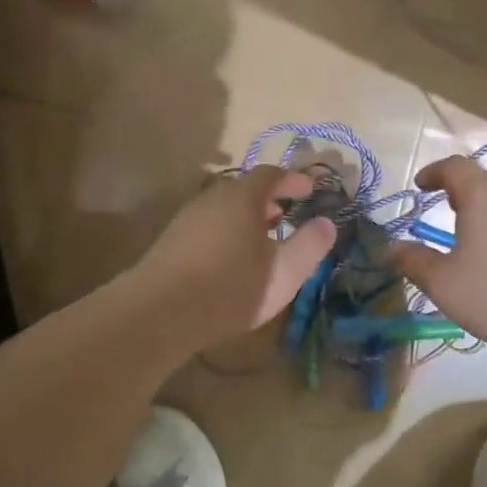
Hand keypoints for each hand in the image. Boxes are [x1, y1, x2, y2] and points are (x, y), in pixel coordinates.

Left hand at [135, 166, 336, 348]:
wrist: (159, 312)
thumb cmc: (231, 287)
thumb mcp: (285, 271)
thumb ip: (310, 245)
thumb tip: (326, 222)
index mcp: (243, 197)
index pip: (271, 174)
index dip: (293, 179)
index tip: (310, 189)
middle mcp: (213, 198)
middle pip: (245, 188)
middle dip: (269, 199)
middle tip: (286, 215)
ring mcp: (188, 218)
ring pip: (224, 208)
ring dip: (246, 217)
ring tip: (262, 239)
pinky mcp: (171, 241)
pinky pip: (208, 225)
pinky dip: (227, 231)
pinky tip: (231, 260)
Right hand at [391, 156, 486, 358]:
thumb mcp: (446, 284)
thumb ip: (415, 262)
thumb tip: (391, 247)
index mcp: (483, 194)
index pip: (454, 166)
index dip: (434, 173)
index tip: (421, 185)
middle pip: (486, 177)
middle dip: (464, 187)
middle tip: (449, 208)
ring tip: (478, 232)